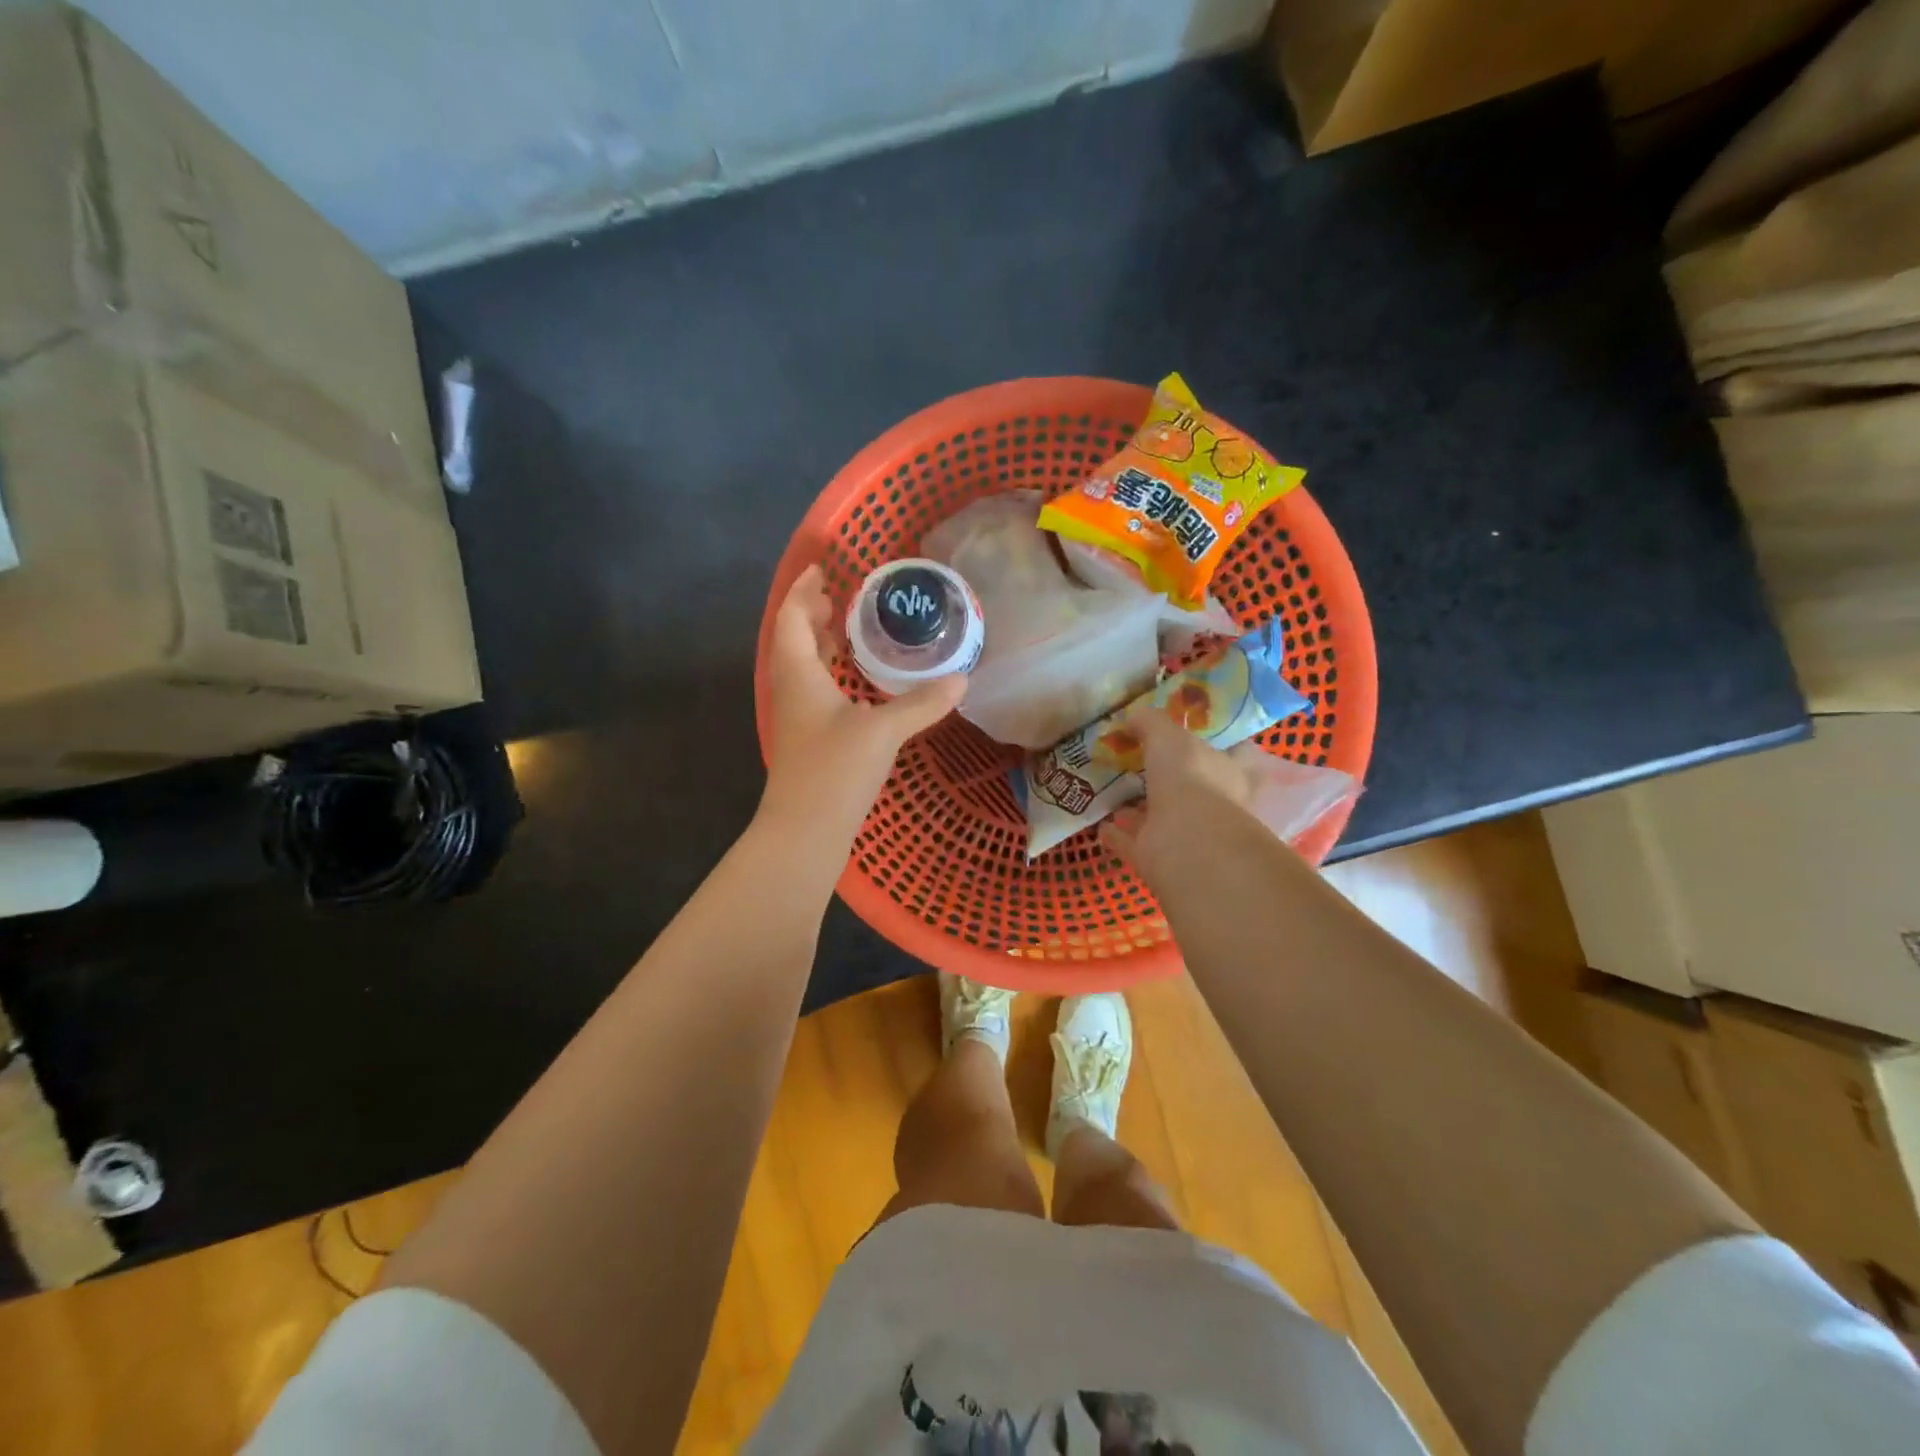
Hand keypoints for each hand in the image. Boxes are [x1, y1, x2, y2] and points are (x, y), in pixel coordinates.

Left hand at [759, 564, 965, 845]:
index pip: (792, 618)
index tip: (823, 570)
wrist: (804, 833)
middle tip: (843, 597)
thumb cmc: (834, 771)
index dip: (804, 591)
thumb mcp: (882, 731)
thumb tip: (962, 680)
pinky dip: (832, 675)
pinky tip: (859, 685)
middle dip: (813, 614)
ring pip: (804, 667)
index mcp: (799, 674)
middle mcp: (792, 690)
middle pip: (794, 640)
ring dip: (821, 644)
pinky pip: (815, 691)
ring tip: (851, 631)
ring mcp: (797, 718)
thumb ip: (921, 703)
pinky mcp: (809, 741)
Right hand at [1100, 709, 1313, 884]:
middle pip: (1189, 786)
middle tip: (1136, 760)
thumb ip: (1151, 722)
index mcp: (1228, 772)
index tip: (1183, 733)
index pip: (1228, 753)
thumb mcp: (1168, 735)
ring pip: (1160, 815)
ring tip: (1113, 790)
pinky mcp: (1159, 857)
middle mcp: (1213, 804)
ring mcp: (1186, 834)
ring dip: (1139, 807)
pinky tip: (1099, 824)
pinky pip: (1133, 842)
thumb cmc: (1189, 778)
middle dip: (1166, 776)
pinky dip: (1118, 834)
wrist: (1187, 842)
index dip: (1207, 742)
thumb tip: (1133, 717)